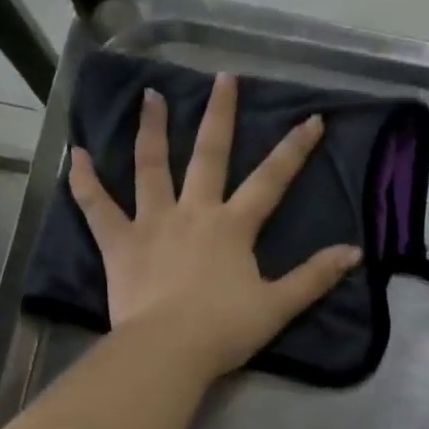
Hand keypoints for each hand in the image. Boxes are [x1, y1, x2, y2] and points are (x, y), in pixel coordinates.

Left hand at [69, 73, 362, 381]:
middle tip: (223, 78)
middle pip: (209, 155)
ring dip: (151, 129)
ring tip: (150, 95)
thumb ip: (314, 277)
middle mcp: (193, 212)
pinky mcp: (119, 243)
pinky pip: (97, 206)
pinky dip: (84, 180)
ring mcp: (152, 223)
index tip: (312, 118)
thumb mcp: (278, 306)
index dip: (294, 149)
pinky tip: (75, 153)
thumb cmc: (224, 329)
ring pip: (151, 167)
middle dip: (220, 115)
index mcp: (232, 226)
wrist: (168, 350)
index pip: (270, 180)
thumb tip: (354, 252)